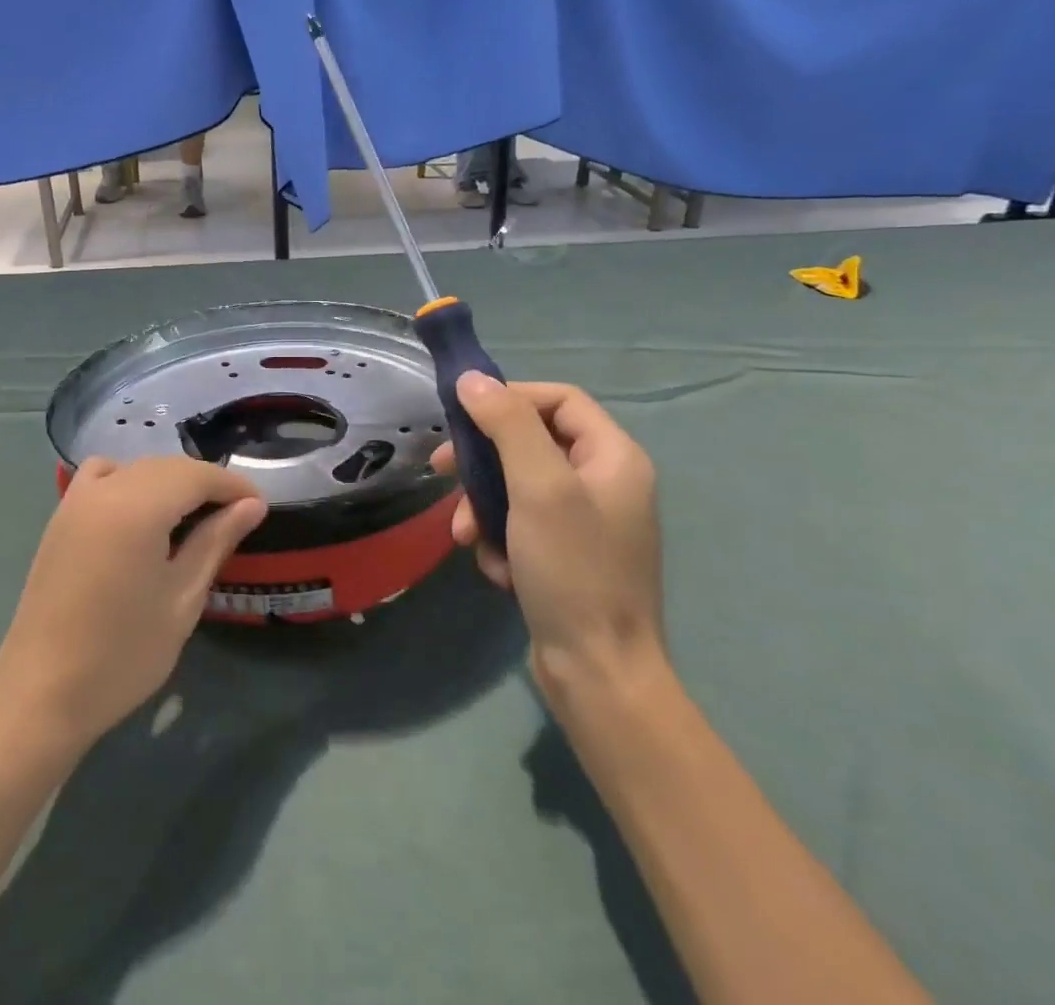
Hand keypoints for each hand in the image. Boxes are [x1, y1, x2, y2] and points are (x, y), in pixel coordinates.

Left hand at [0, 457, 265, 751]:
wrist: (42, 692)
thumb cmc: (122, 653)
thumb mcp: (181, 599)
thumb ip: (216, 542)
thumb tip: (253, 506)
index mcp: (138, 507)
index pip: (196, 475)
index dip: (232, 485)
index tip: (259, 507)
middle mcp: (106, 489)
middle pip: (167, 466)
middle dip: (205, 482)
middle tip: (236, 514)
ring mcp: (77, 499)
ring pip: (137, 468)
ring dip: (170, 481)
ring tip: (193, 514)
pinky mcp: (61, 515)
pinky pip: (102, 476)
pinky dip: (129, 480)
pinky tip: (140, 511)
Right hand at [431, 374, 662, 705]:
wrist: (598, 675)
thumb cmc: (573, 569)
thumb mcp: (538, 486)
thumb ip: (507, 425)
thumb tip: (473, 378)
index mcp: (614, 457)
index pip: (558, 398)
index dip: (510, 397)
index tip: (464, 415)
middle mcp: (604, 482)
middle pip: (530, 442)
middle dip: (484, 461)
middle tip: (441, 470)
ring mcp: (584, 522)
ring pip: (517, 486)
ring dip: (484, 508)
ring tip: (466, 538)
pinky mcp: (565, 555)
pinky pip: (520, 525)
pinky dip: (500, 540)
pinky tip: (497, 569)